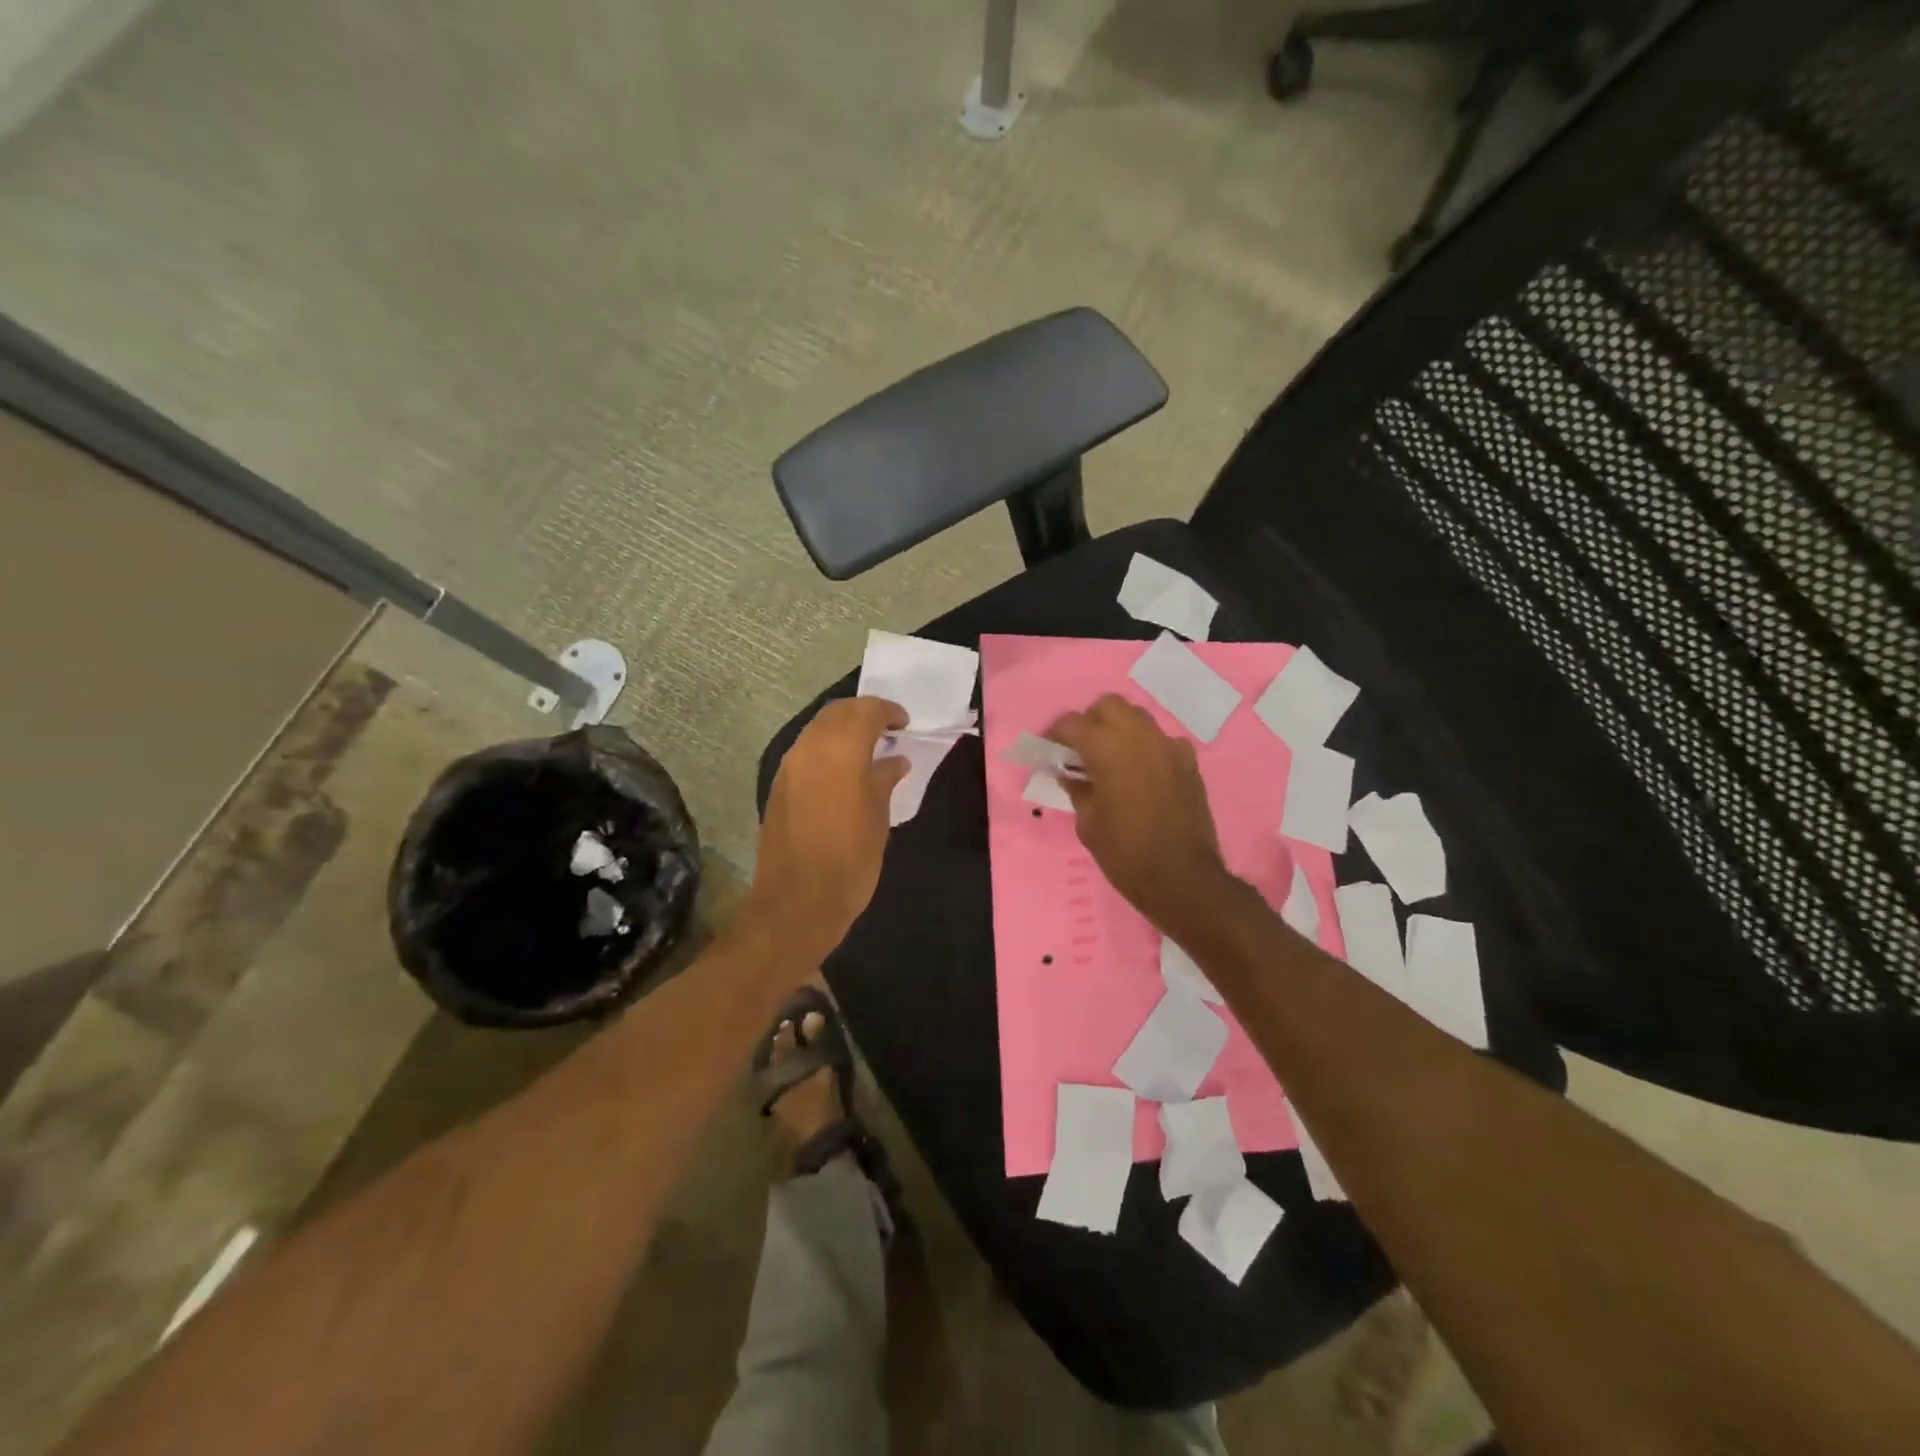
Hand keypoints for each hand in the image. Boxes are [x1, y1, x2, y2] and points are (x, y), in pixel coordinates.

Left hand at [750, 696, 909, 961]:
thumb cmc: (850, 859)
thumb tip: (893, 760)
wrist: (797, 902)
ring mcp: (789, 768)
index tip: (904, 724)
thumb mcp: (878, 818)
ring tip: (867, 750)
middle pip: (836, 713)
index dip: (887, 712)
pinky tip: (844, 772)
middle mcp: (809, 749)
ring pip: (817, 730)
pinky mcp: (778, 787)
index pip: (865, 711)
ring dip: (842, 731)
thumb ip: (884, 779)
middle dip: (862, 714)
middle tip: (887, 730)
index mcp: (839, 751)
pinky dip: (826, 750)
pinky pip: (805, 753)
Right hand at [1046, 694, 1240, 938]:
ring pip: (1138, 718)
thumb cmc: (1125, 853)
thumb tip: (1070, 774)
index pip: (1073, 723)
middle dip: (1090, 721)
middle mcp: (1140, 737)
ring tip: (1109, 760)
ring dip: (1119, 730)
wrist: (1182, 879)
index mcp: (1108, 749)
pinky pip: (1161, 741)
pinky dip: (1146, 748)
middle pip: (1109, 706)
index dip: (1055, 733)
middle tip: (1080, 750)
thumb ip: (1077, 789)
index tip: (1048, 750)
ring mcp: (1169, 747)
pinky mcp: (1189, 763)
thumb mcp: (1088, 823)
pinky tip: (1140, 774)